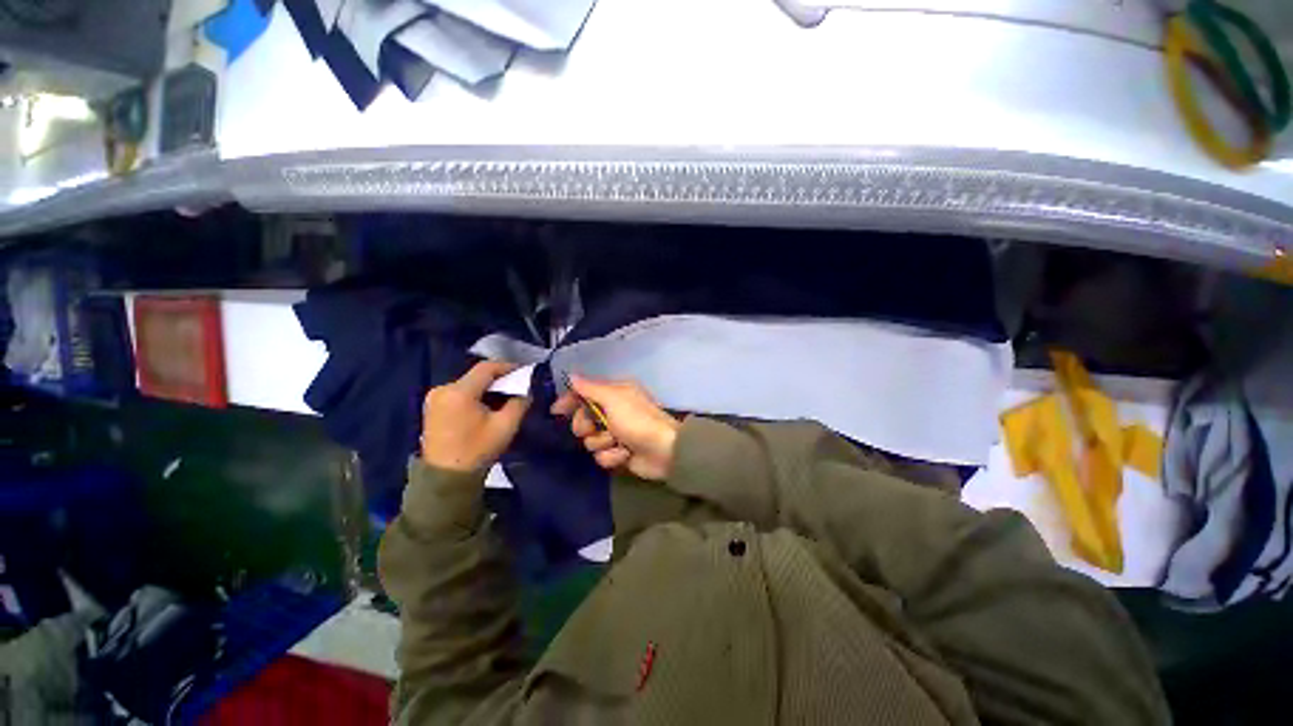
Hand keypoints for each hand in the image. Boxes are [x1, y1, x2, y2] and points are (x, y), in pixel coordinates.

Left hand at [421, 361, 530, 471]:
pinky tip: (487, 405)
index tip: (525, 372)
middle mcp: (443, 389)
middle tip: (518, 386)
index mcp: (459, 392)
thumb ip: (520, 402)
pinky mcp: (432, 407)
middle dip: (499, 379)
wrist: (446, 478)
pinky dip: (475, 395)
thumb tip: (526, 389)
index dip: (508, 366)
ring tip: (505, 397)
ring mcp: (434, 398)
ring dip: (487, 388)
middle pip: (476, 375)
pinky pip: (459, 392)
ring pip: (468, 384)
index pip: (486, 368)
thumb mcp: (506, 426)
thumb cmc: (478, 450)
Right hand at [551, 375, 680, 480]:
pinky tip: (625, 454)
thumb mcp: (613, 398)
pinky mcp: (618, 453)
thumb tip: (572, 375)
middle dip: (585, 426)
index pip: (584, 394)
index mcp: (614, 394)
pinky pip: (601, 456)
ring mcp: (616, 434)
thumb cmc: (637, 420)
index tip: (557, 411)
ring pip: (590, 441)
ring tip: (618, 442)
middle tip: (594, 428)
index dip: (569, 401)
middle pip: (582, 419)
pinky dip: (612, 456)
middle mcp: (613, 411)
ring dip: (602, 443)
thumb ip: (590, 388)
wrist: (664, 451)